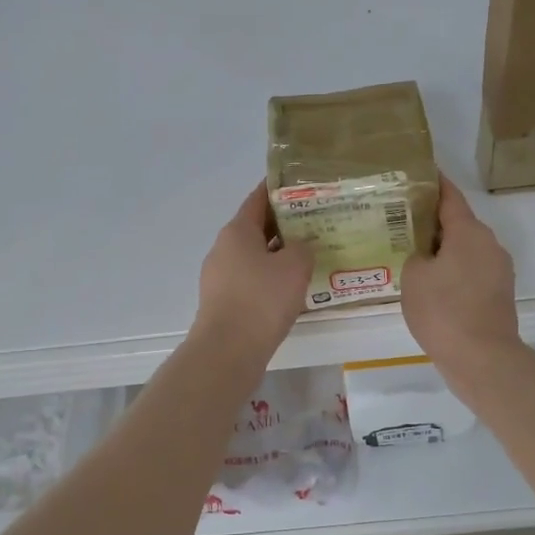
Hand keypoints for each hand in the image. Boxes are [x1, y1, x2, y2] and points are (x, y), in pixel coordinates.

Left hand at [195, 184, 313, 357]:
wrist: (228, 350)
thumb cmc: (262, 299)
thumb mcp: (294, 267)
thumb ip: (303, 248)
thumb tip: (299, 246)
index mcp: (237, 231)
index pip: (258, 199)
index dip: (278, 189)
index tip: (300, 184)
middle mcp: (224, 248)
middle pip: (256, 228)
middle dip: (284, 224)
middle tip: (315, 222)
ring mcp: (219, 276)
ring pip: (254, 256)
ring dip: (278, 254)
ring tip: (308, 256)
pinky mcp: (223, 302)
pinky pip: (250, 280)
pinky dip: (270, 279)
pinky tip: (291, 289)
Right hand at [400, 175, 520, 380]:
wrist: (482, 359)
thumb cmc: (444, 310)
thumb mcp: (413, 276)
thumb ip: (415, 255)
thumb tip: (426, 255)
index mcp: (469, 232)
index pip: (449, 196)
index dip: (433, 183)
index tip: (417, 172)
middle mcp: (489, 244)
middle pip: (457, 223)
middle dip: (431, 220)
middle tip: (400, 220)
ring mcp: (498, 270)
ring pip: (464, 249)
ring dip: (441, 249)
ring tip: (410, 253)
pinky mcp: (498, 294)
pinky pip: (470, 271)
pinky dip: (451, 270)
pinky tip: (428, 284)